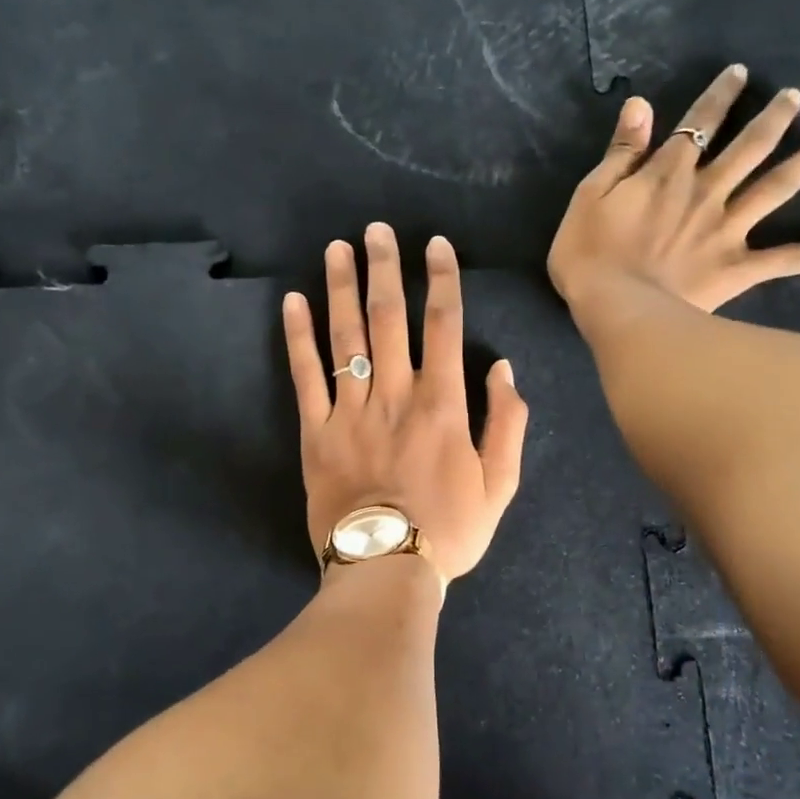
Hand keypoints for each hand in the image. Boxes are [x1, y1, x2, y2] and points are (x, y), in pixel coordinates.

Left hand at [282, 224, 528, 587]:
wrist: (386, 568)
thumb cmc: (448, 531)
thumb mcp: (499, 485)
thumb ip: (506, 423)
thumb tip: (503, 370)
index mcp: (442, 404)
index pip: (443, 325)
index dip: (440, 280)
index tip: (434, 245)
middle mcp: (395, 394)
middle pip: (389, 318)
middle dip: (385, 269)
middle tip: (376, 229)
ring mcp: (350, 411)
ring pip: (346, 336)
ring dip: (341, 288)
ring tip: (337, 249)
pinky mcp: (315, 432)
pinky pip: (305, 376)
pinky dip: (298, 337)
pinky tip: (293, 302)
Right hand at [547, 65, 799, 315]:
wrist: (616, 307)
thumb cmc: (589, 254)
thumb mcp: (589, 195)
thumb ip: (620, 152)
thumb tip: (641, 105)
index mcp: (668, 174)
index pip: (697, 124)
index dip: (719, 97)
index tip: (740, 74)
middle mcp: (706, 192)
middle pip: (747, 148)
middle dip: (772, 119)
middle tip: (796, 98)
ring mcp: (728, 230)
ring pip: (775, 189)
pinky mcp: (738, 268)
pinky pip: (788, 260)